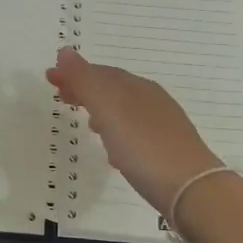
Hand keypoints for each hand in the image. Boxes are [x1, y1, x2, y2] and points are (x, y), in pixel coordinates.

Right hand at [46, 47, 222, 215]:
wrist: (193, 191)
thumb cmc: (145, 147)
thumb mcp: (109, 109)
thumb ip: (87, 81)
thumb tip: (65, 51)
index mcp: (137, 87)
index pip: (101, 72)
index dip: (74, 73)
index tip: (50, 77)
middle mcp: (152, 101)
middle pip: (113, 88)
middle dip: (85, 89)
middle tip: (60, 96)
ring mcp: (163, 126)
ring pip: (124, 110)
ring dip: (100, 110)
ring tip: (84, 120)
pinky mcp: (167, 151)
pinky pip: (135, 132)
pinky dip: (117, 131)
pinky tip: (112, 149)